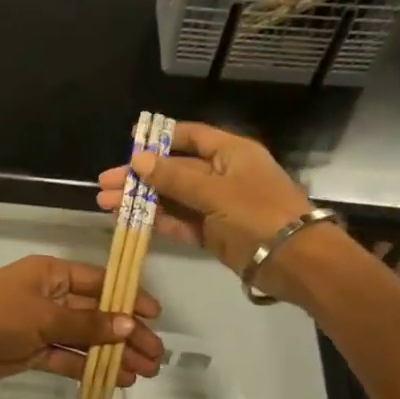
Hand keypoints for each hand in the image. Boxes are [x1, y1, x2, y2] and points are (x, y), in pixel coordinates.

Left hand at [0, 255, 163, 387]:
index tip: (155, 316)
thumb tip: (129, 324)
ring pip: (86, 339)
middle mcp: (51, 296)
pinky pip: (68, 358)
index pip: (99, 282)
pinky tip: (116, 380)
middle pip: (97, 313)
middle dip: (126, 333)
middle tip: (157, 355)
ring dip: (113, 354)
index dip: (128, 297)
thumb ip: (87, 324)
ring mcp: (42, 325)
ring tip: (145, 373)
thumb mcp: (44, 316)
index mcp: (53, 274)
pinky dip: (90, 368)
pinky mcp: (34, 351)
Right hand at [97, 122, 315, 275]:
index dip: (159, 139)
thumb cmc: (258, 214)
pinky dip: (156, 220)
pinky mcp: (213, 233)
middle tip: (104, 184)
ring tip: (105, 203)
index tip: (128, 145)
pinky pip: (180, 222)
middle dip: (139, 176)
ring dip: (141, 200)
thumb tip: (138, 160)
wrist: (296, 262)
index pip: (190, 136)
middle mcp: (222, 175)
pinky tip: (128, 219)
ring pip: (172, 198)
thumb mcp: (214, 191)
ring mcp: (217, 205)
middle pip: (174, 169)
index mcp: (230, 153)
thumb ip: (173, 177)